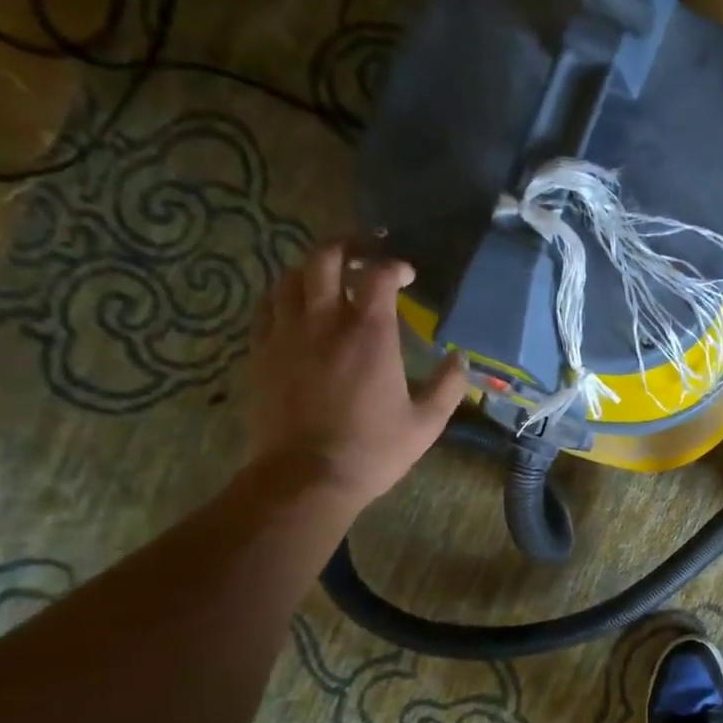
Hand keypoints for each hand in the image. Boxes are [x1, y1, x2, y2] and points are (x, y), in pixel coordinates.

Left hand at [245, 240, 469, 512]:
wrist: (307, 477)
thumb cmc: (374, 449)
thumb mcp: (427, 422)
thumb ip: (449, 385)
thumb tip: (461, 358)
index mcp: (370, 334)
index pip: (378, 276)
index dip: (394, 266)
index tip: (406, 274)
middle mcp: (324, 322)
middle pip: (325, 259)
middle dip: (345, 245)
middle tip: (362, 249)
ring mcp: (285, 334)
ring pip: (290, 278)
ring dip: (312, 268)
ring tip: (329, 274)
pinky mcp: (260, 353)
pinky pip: (266, 307)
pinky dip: (284, 295)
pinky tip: (295, 305)